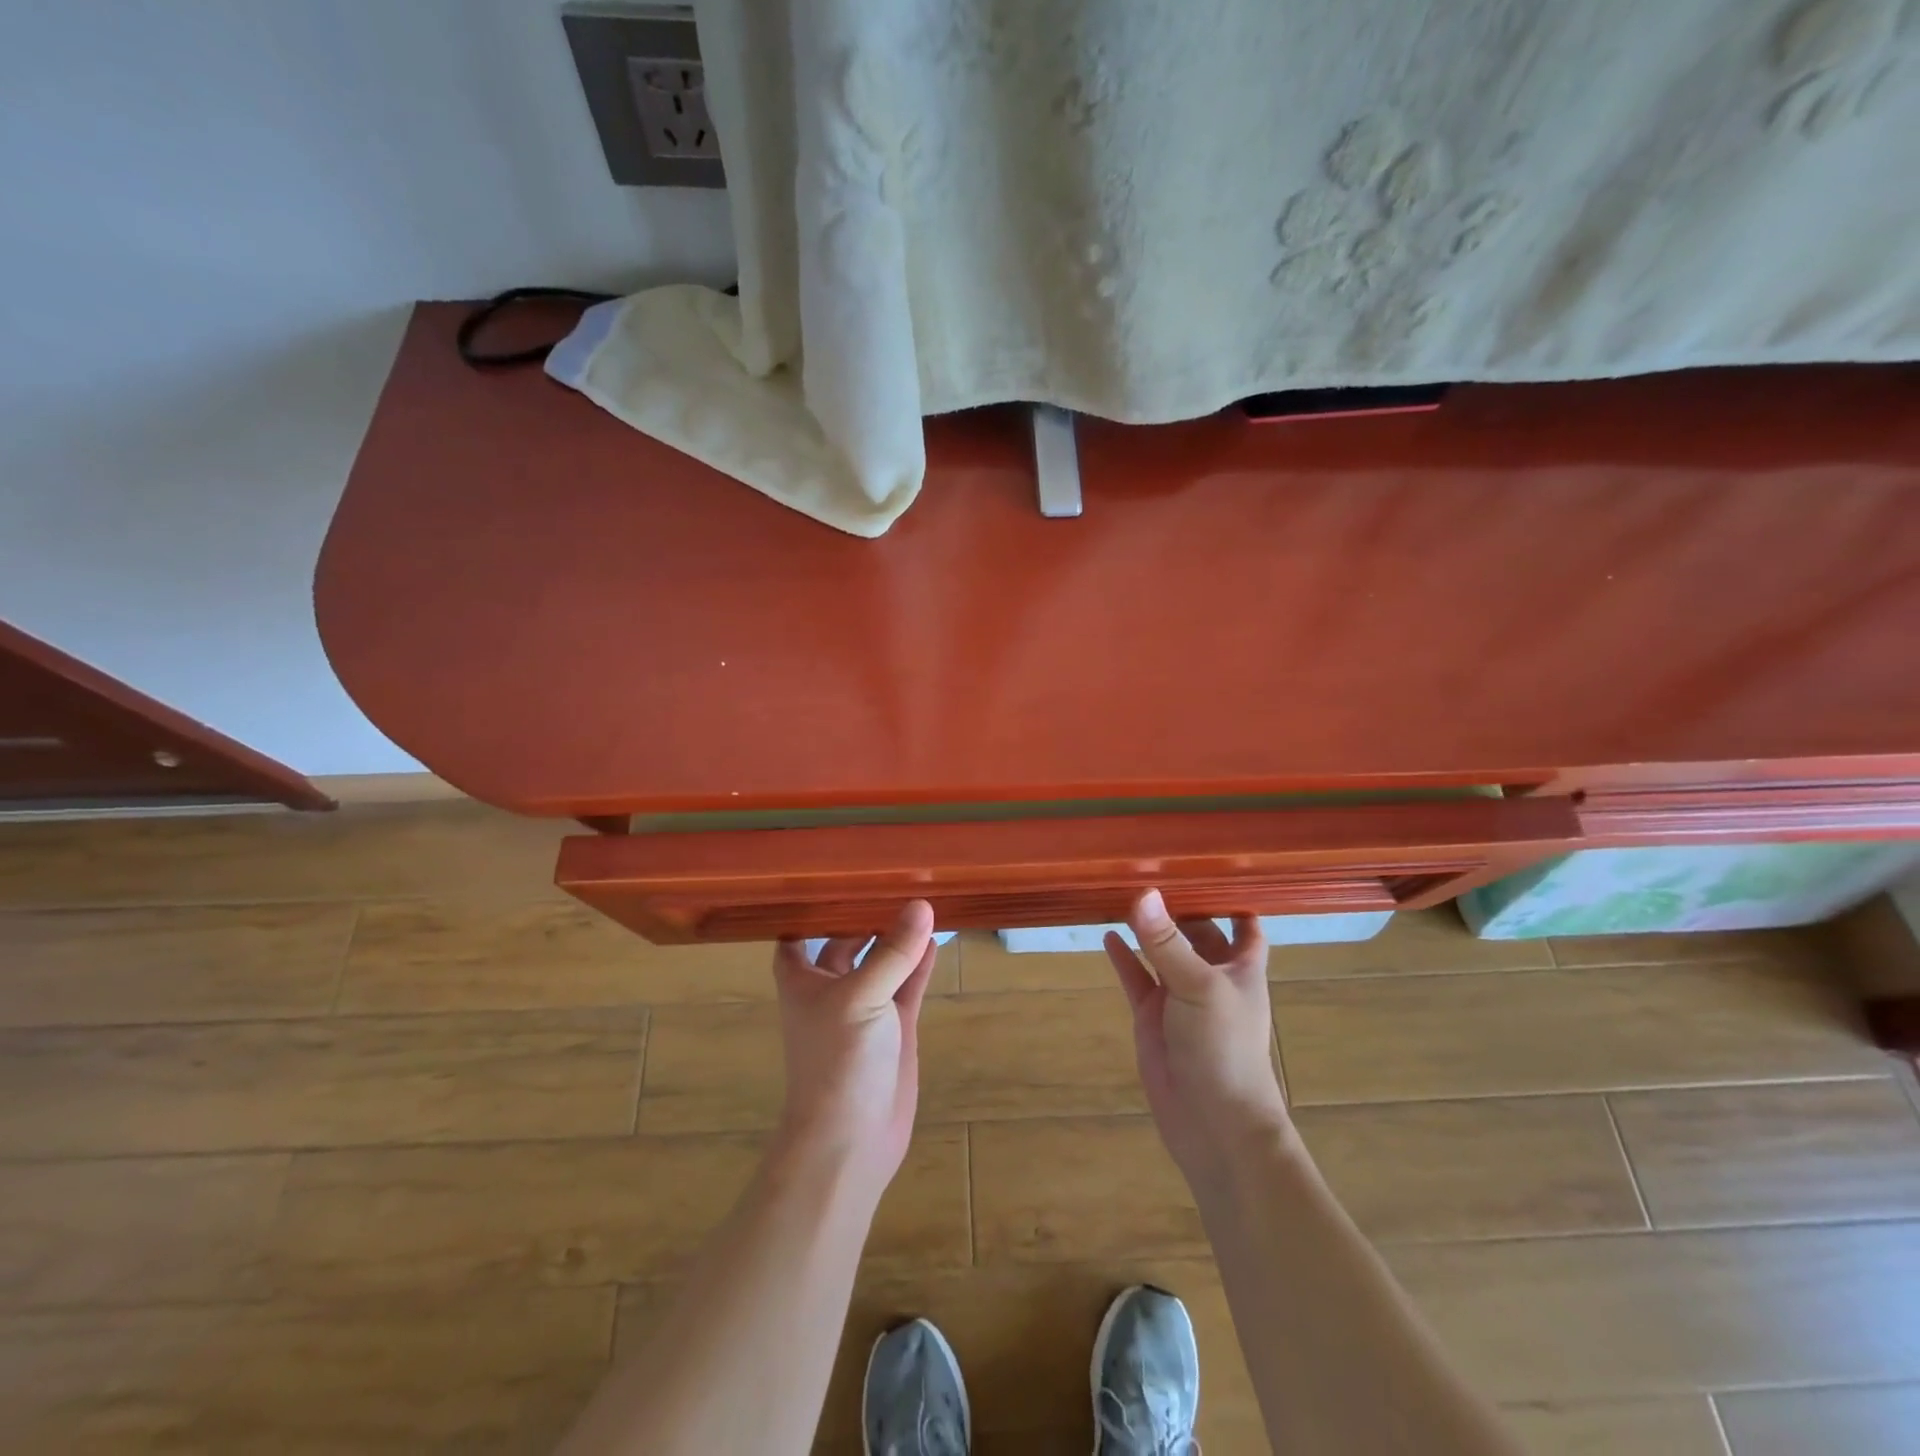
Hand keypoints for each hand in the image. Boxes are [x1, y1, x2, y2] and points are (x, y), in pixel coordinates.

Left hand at [771, 900, 938, 1198]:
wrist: (852, 1140)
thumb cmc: (838, 1061)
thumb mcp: (861, 998)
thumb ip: (893, 952)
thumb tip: (921, 904)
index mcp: (803, 980)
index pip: (796, 935)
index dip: (808, 910)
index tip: (831, 879)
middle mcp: (831, 989)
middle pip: (845, 942)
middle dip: (864, 916)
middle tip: (894, 879)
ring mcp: (866, 1008)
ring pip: (882, 961)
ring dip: (897, 937)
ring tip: (921, 900)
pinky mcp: (895, 1027)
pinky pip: (908, 985)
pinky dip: (919, 964)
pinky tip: (935, 939)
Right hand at [1105, 890, 1291, 1186]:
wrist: (1214, 1124)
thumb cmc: (1224, 1048)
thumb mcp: (1199, 987)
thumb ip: (1166, 943)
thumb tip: (1142, 893)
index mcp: (1240, 967)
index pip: (1244, 923)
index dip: (1232, 897)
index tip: (1208, 865)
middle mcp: (1211, 976)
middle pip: (1198, 931)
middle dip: (1179, 905)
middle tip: (1149, 867)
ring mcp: (1179, 997)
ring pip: (1162, 952)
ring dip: (1147, 928)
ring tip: (1122, 892)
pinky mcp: (1152, 1017)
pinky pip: (1135, 979)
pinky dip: (1123, 958)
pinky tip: (1106, 935)